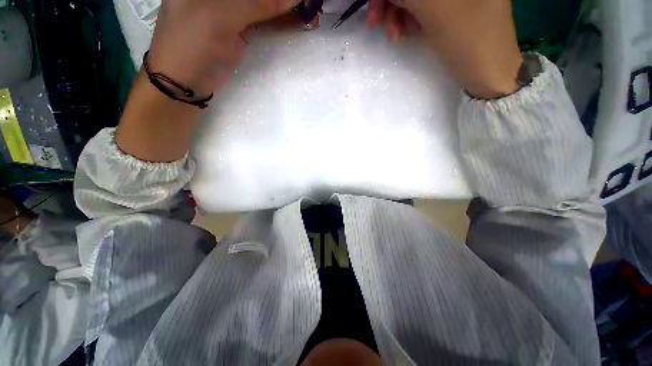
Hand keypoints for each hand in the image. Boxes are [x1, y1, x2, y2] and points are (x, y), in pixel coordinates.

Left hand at [147, 0, 300, 96]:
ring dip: (287, 7)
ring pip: (265, 2)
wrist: (185, 82)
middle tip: (311, 4)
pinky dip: (282, 19)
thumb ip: (257, 4)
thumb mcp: (221, 18)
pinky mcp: (242, 26)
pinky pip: (266, 17)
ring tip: (311, 12)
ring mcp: (232, 7)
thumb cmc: (191, 45)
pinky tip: (299, 20)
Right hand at [369, 0, 522, 98]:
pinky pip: (423, 6)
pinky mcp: (452, 7)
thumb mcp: (436, 10)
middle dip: (391, 0)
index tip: (373, 6)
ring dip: (398, 12)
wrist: (489, 74)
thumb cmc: (469, 40)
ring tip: (395, 35)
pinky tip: (407, 32)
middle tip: (375, 22)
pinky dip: (409, 18)